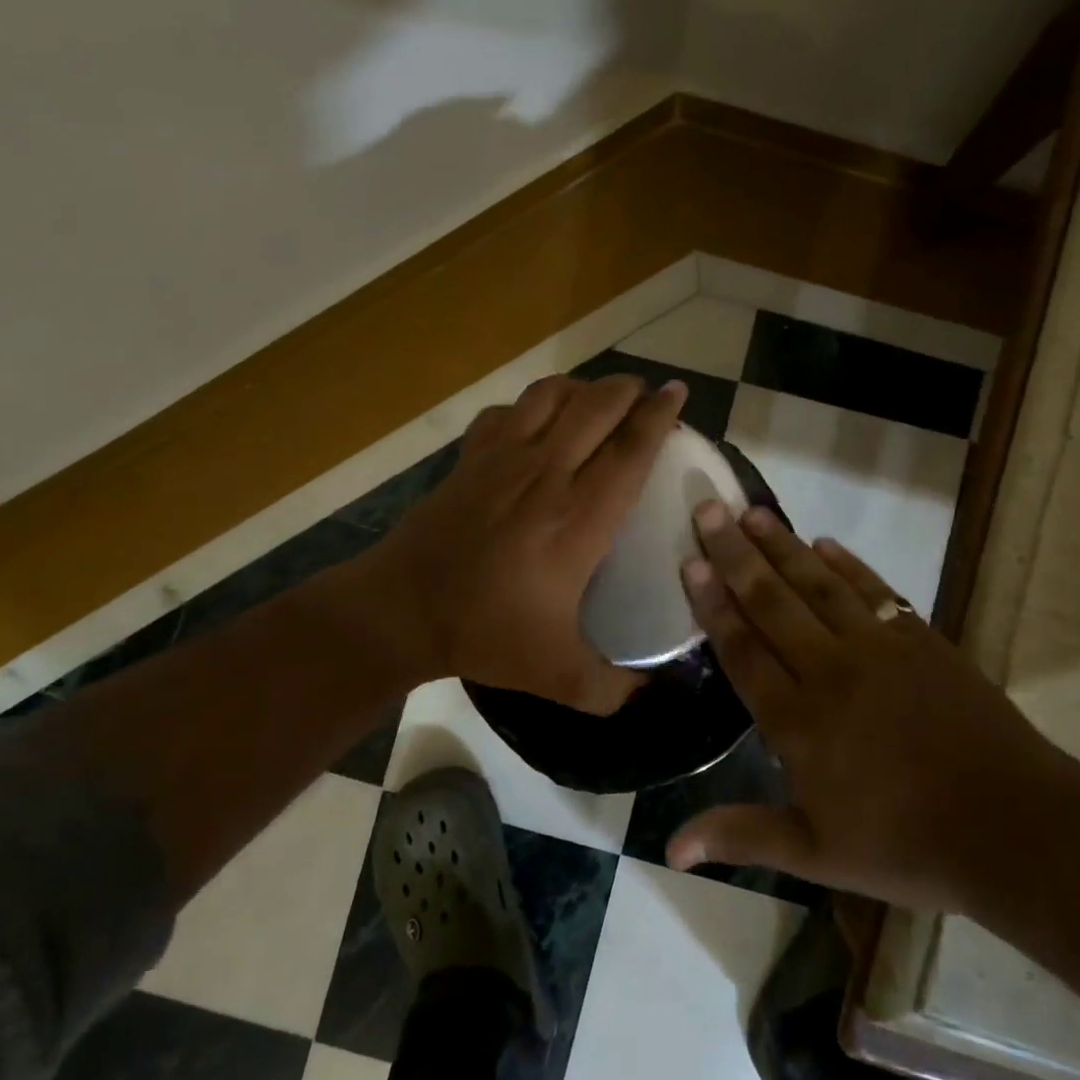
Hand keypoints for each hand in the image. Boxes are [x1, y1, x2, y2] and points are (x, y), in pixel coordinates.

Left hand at [365, 373, 685, 711]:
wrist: (403, 610)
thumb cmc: (486, 633)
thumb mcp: (558, 677)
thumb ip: (611, 689)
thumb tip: (648, 690)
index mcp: (578, 517)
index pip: (630, 448)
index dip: (659, 415)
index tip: (677, 394)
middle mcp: (546, 473)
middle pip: (597, 405)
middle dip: (629, 390)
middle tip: (645, 398)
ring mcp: (503, 457)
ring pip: (552, 395)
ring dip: (583, 388)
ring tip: (597, 401)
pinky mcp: (470, 456)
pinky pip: (508, 410)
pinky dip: (531, 406)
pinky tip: (537, 424)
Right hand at [667, 502, 1066, 911]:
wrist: (1014, 828)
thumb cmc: (905, 846)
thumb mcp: (815, 854)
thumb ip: (740, 836)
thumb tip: (669, 849)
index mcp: (797, 720)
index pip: (742, 648)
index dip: (713, 603)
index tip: (690, 560)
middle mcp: (829, 670)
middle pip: (771, 601)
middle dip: (735, 554)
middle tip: (708, 508)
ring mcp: (879, 649)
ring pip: (818, 585)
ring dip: (783, 546)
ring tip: (753, 513)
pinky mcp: (922, 640)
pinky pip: (875, 590)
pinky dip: (847, 565)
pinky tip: (825, 544)